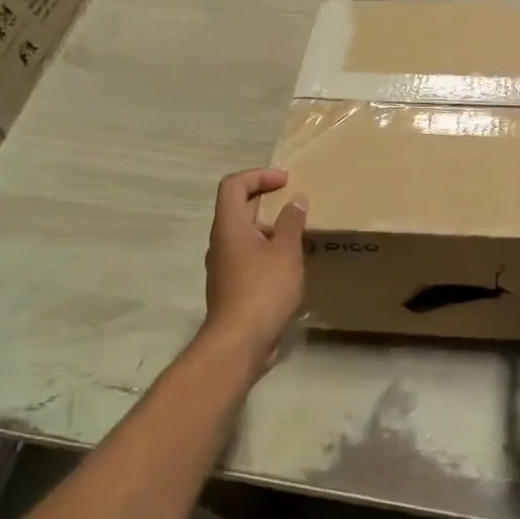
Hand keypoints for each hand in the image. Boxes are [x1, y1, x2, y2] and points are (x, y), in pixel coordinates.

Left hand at [202, 168, 306, 373]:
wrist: (239, 343)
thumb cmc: (263, 290)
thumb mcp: (286, 252)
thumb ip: (291, 223)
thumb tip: (296, 200)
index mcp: (229, 226)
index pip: (234, 185)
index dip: (259, 175)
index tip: (286, 181)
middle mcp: (221, 242)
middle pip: (238, 207)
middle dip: (266, 198)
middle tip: (295, 200)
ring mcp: (225, 266)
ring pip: (245, 234)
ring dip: (270, 226)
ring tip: (298, 232)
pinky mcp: (233, 286)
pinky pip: (249, 256)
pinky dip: (268, 249)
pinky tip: (291, 263)